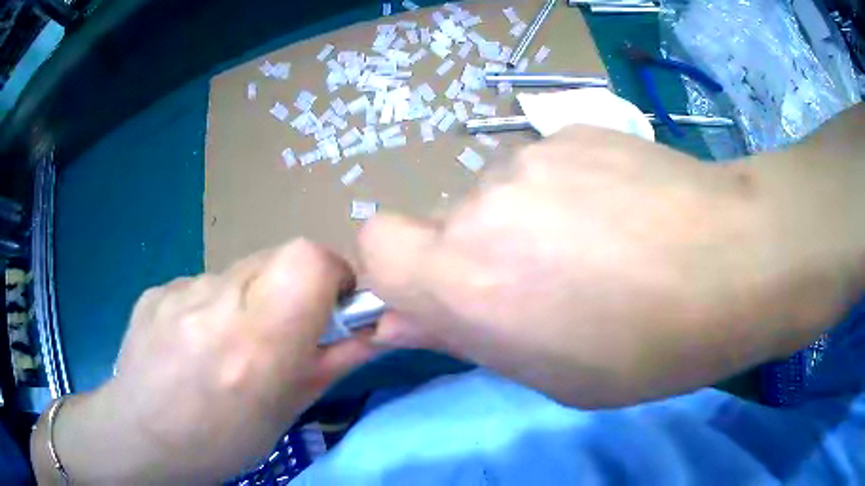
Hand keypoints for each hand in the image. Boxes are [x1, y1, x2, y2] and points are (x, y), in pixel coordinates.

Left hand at [46, 240, 379, 483]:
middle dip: (292, 286)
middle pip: (275, 257)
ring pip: (237, 272)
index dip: (331, 271)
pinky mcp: (156, 289)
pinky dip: (212, 307)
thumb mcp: (287, 413)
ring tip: (227, 345)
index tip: (334, 303)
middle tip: (280, 331)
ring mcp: (178, 292)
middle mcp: (214, 305)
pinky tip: (194, 344)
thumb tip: (375, 331)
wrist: (141, 439)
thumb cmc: (221, 442)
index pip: (308, 259)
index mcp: (256, 344)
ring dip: (249, 299)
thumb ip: (333, 363)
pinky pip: (201, 285)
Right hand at [359, 126, 858, 407]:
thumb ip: (467, 337)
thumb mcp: (548, 374)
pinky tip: (622, 210)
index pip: (376, 246)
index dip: (394, 270)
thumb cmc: (647, 349)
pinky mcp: (573, 130)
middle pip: (447, 226)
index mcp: (465, 280)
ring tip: (601, 246)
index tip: (436, 292)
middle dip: (477, 256)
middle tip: (547, 284)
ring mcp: (530, 158)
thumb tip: (401, 322)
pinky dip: (567, 191)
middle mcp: (481, 207)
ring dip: (525, 223)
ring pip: (499, 196)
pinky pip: (545, 167)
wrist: (734, 263)